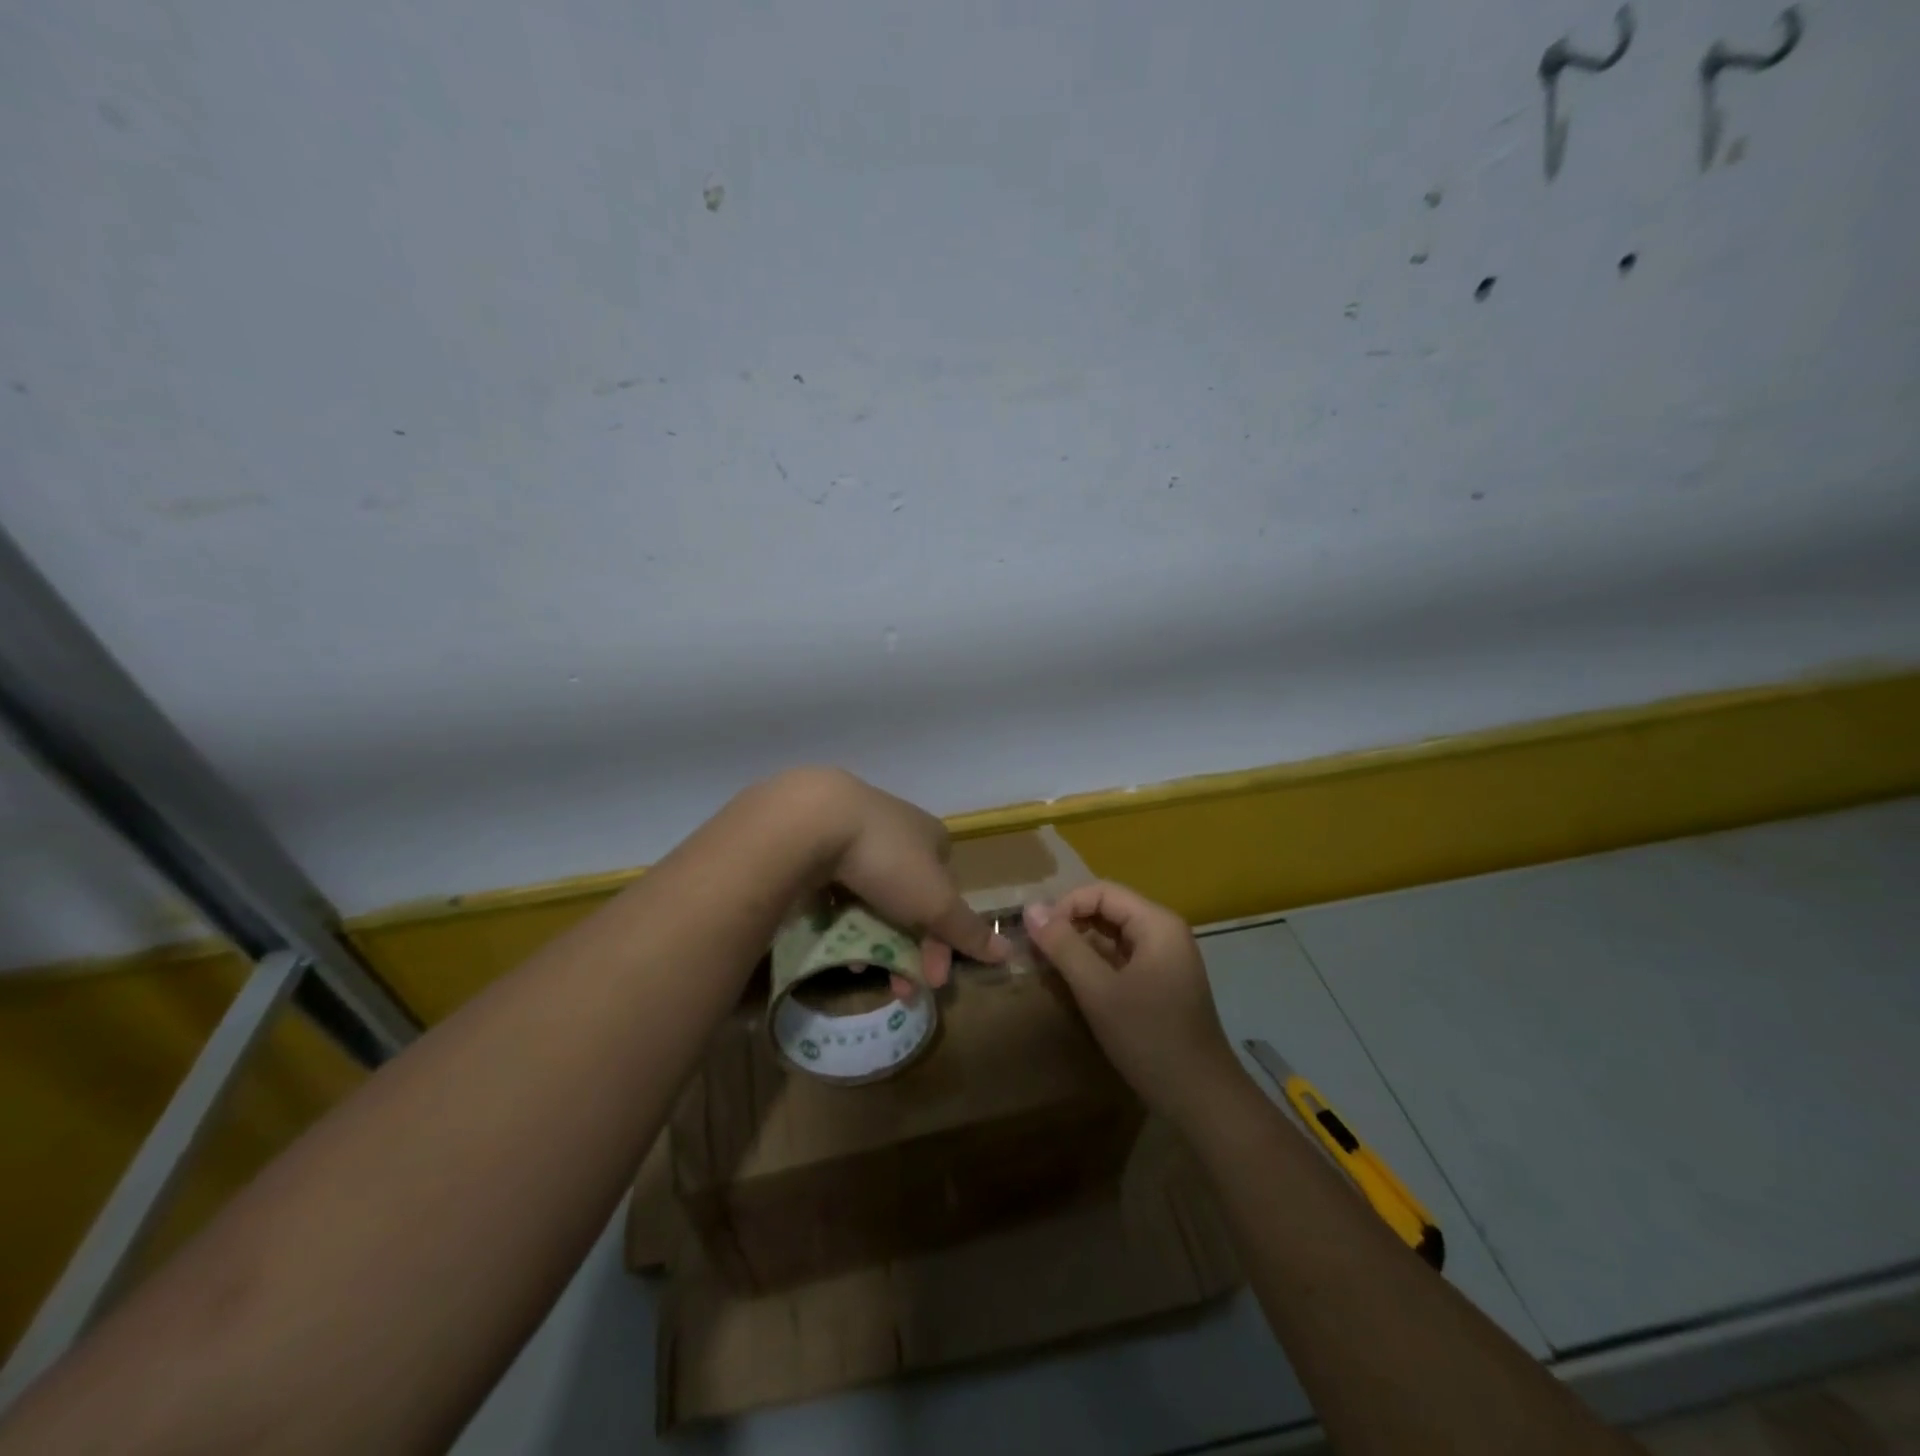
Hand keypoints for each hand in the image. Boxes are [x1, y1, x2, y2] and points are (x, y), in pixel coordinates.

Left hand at [783, 768, 1008, 991]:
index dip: (945, 939)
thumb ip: (968, 930)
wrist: (812, 822)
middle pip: (910, 901)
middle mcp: (899, 831)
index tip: (933, 977)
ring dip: (873, 941)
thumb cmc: (887, 859)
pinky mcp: (817, 843)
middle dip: (908, 949)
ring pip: (872, 898)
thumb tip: (1008, 951)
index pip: (949, 894)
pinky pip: (836, 890)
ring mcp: (855, 834)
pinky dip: (839, 920)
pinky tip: (831, 944)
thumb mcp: (936, 902)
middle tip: (897, 989)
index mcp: (933, 837)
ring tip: (858, 970)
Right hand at [1024, 882, 1241, 1123]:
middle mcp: (1164, 932)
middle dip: (1070, 924)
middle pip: (1108, 910)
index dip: (1065, 906)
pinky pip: (1121, 958)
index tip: (1036, 935)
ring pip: (1112, 935)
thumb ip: (1064, 946)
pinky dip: (1095, 965)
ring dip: (1079, 946)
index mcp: (1157, 924)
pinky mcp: (1160, 982)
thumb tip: (1030, 909)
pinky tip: (1073, 984)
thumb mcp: (1098, 991)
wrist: (1200, 1098)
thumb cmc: (1149, 1038)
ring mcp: (1164, 958)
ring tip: (1048, 966)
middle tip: (1036, 950)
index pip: (1101, 892)